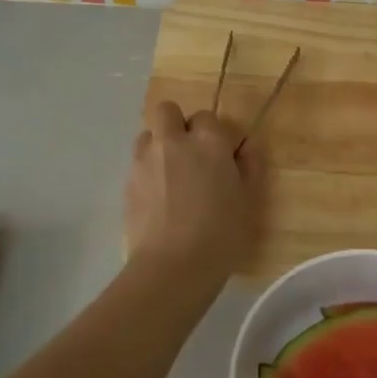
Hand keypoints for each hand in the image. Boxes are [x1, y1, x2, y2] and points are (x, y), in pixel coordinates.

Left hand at [124, 99, 259, 279]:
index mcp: (208, 142)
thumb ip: (249, 167)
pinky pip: (137, 164)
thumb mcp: (248, 201)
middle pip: (167, 111)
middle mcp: (173, 142)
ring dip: (158, 146)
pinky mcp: (127, 183)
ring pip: (147, 135)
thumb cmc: (221, 234)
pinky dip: (147, 173)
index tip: (221, 156)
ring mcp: (145, 161)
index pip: (208, 117)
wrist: (173, 266)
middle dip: (177, 125)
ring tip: (170, 176)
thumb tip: (246, 146)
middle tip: (190, 155)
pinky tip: (158, 200)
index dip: (214, 134)